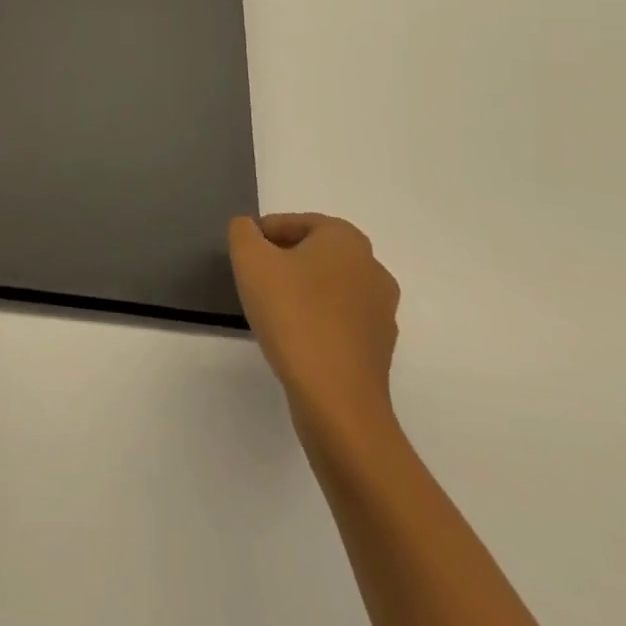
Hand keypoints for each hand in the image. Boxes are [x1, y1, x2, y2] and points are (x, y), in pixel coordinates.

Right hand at [229, 213, 401, 453]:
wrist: (337, 401)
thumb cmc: (293, 316)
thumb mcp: (250, 260)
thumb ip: (242, 232)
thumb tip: (249, 229)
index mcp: (346, 238)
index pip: (294, 223)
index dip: (262, 237)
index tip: (244, 259)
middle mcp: (372, 267)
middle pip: (314, 253)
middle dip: (283, 263)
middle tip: (254, 283)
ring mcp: (382, 310)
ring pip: (328, 287)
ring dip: (301, 293)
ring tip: (273, 313)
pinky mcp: (380, 348)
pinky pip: (340, 321)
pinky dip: (317, 322)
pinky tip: (296, 340)